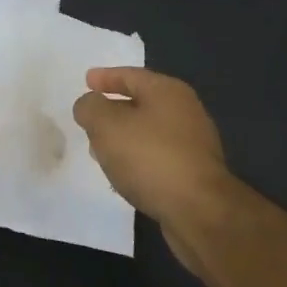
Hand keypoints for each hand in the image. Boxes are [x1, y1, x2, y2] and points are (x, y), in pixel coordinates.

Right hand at [72, 68, 234, 271]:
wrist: (199, 212)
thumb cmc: (150, 157)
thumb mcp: (106, 125)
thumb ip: (90, 108)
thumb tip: (90, 104)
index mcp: (167, 92)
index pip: (130, 75)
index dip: (105, 77)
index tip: (86, 81)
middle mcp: (185, 112)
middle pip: (142, 102)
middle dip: (113, 109)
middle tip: (90, 118)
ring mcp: (193, 144)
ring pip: (148, 132)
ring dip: (124, 137)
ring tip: (100, 149)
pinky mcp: (194, 173)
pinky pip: (157, 157)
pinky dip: (137, 159)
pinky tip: (123, 174)